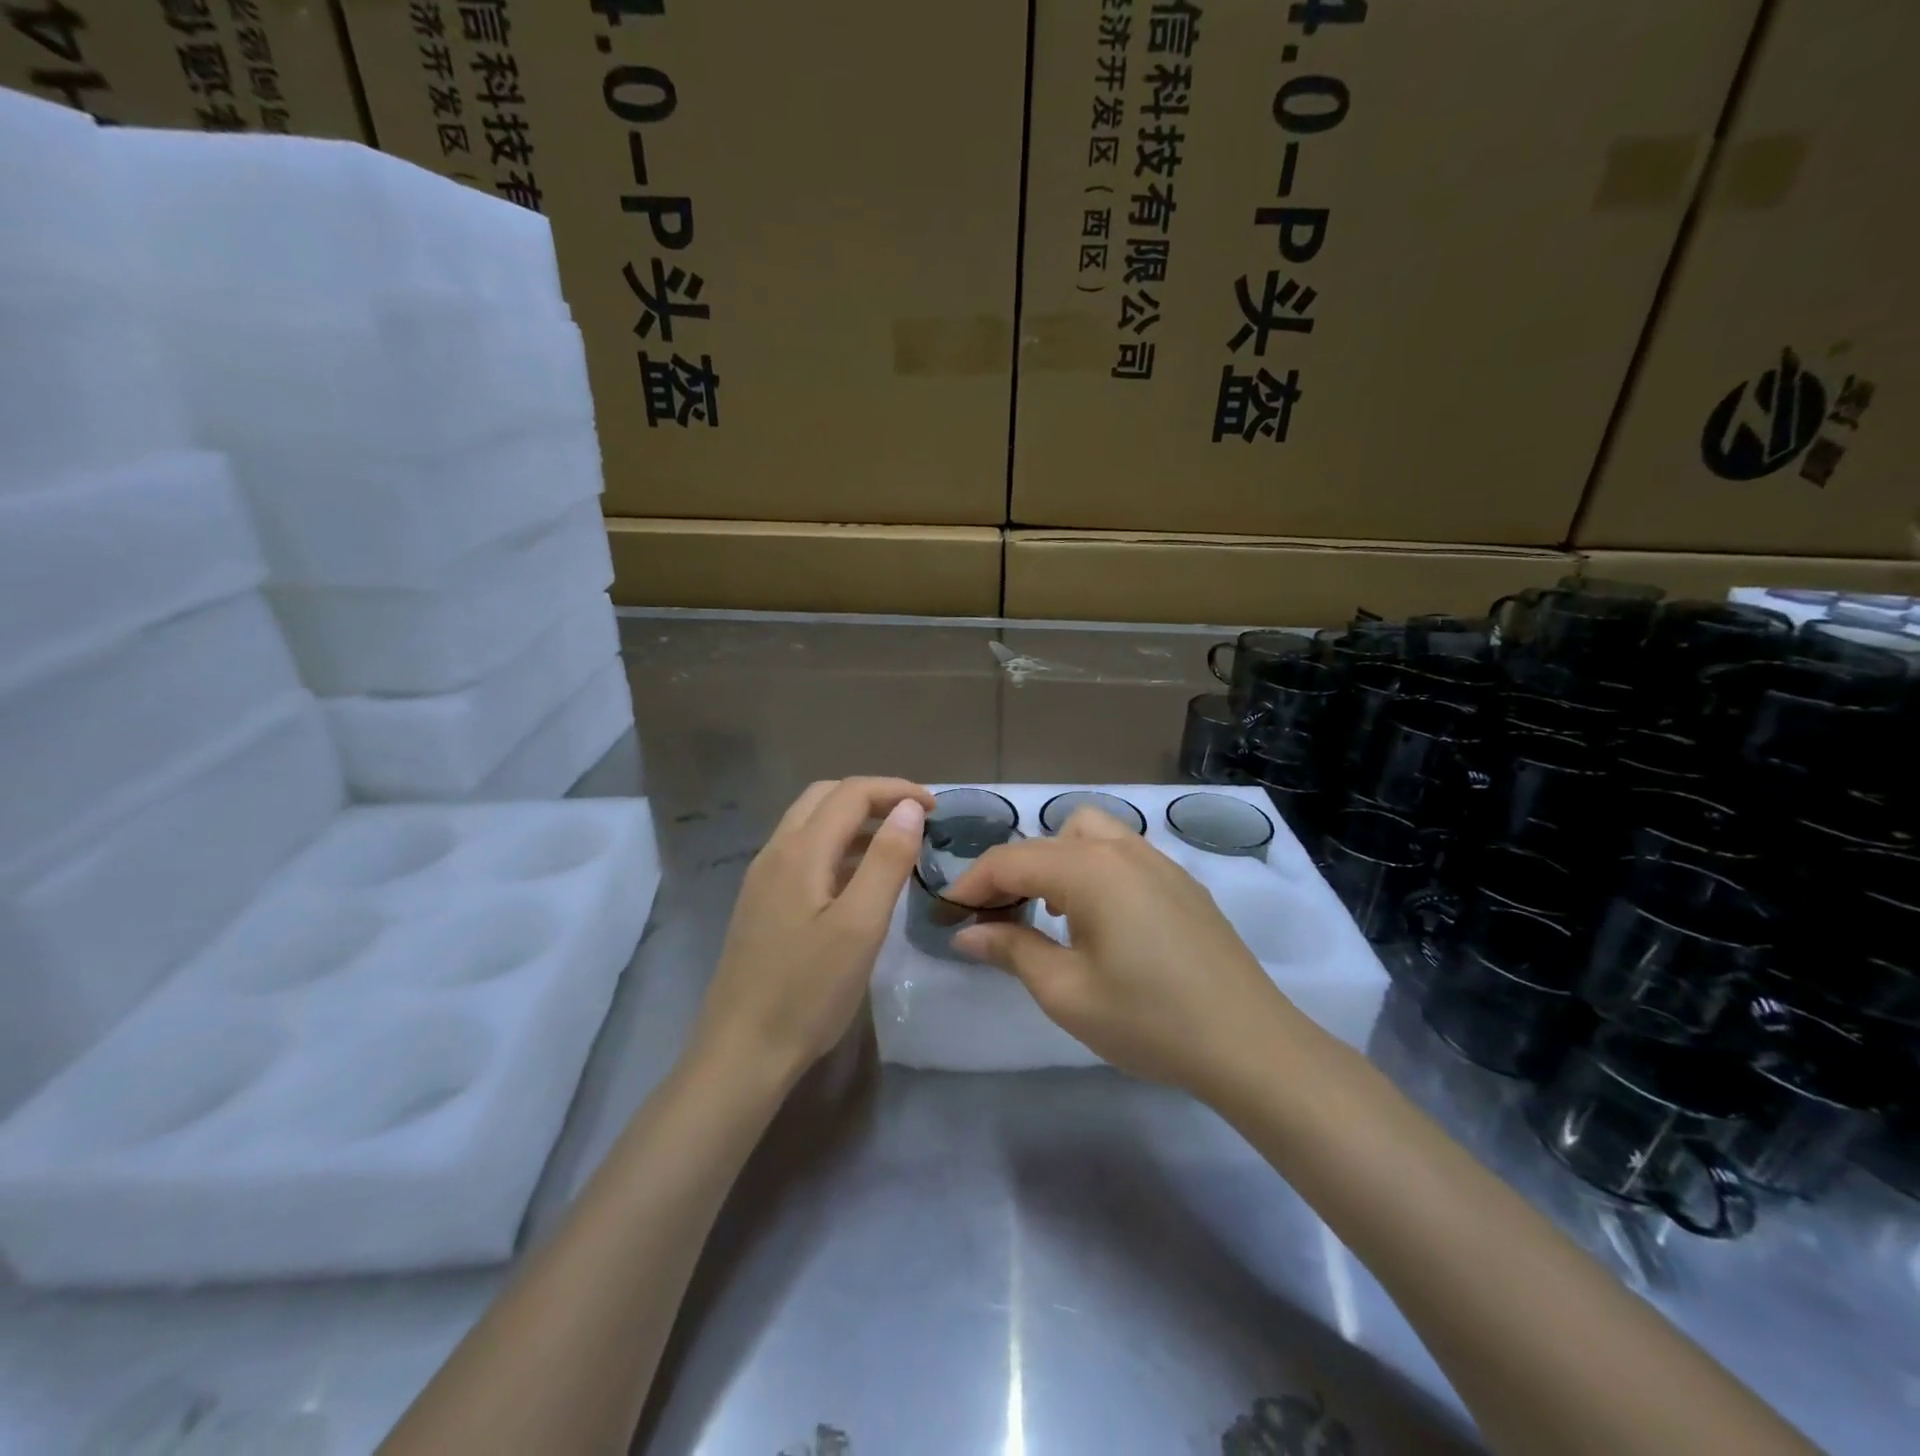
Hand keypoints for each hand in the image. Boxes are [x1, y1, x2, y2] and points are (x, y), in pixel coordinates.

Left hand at [693, 778, 932, 1091]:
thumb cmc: (808, 992)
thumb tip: (910, 808)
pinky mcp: (761, 903)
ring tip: (894, 844)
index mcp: (800, 851)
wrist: (742, 1051)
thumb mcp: (861, 926)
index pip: (851, 793)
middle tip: (914, 819)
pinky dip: (836, 846)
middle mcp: (775, 853)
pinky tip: (857, 879)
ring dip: (853, 820)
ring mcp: (763, 878)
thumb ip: (886, 861)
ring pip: (810, 824)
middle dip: (873, 797)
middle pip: (825, 798)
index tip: (936, 808)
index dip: (896, 790)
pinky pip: (802, 852)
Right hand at [945, 808, 1298, 1095]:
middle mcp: (1124, 850)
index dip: (972, 882)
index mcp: (1090, 869)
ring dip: (1056, 862)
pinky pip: (1123, 854)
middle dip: (1015, 869)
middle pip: (1051, 837)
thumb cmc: (1148, 1020)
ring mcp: (1159, 863)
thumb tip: (967, 932)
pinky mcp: (1182, 884)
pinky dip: (1092, 869)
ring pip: (1091, 836)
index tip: (946, 910)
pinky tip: (1098, 921)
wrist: (1249, 1044)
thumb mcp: (1066, 992)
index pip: (1013, 859)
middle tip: (998, 915)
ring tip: (1048, 913)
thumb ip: (1011, 950)